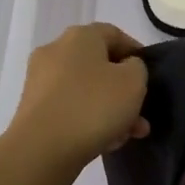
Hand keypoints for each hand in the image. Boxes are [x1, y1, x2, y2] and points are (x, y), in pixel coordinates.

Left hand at [1, 23, 149, 184]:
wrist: (41, 150)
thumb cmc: (93, 106)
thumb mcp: (133, 82)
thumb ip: (137, 68)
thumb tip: (125, 69)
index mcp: (79, 37)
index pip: (114, 34)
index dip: (135, 52)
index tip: (150, 76)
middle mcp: (55, 51)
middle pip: (100, 66)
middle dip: (124, 90)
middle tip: (141, 113)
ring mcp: (41, 81)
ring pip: (87, 90)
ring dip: (111, 109)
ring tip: (129, 134)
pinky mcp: (34, 109)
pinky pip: (70, 108)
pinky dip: (89, 120)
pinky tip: (106, 142)